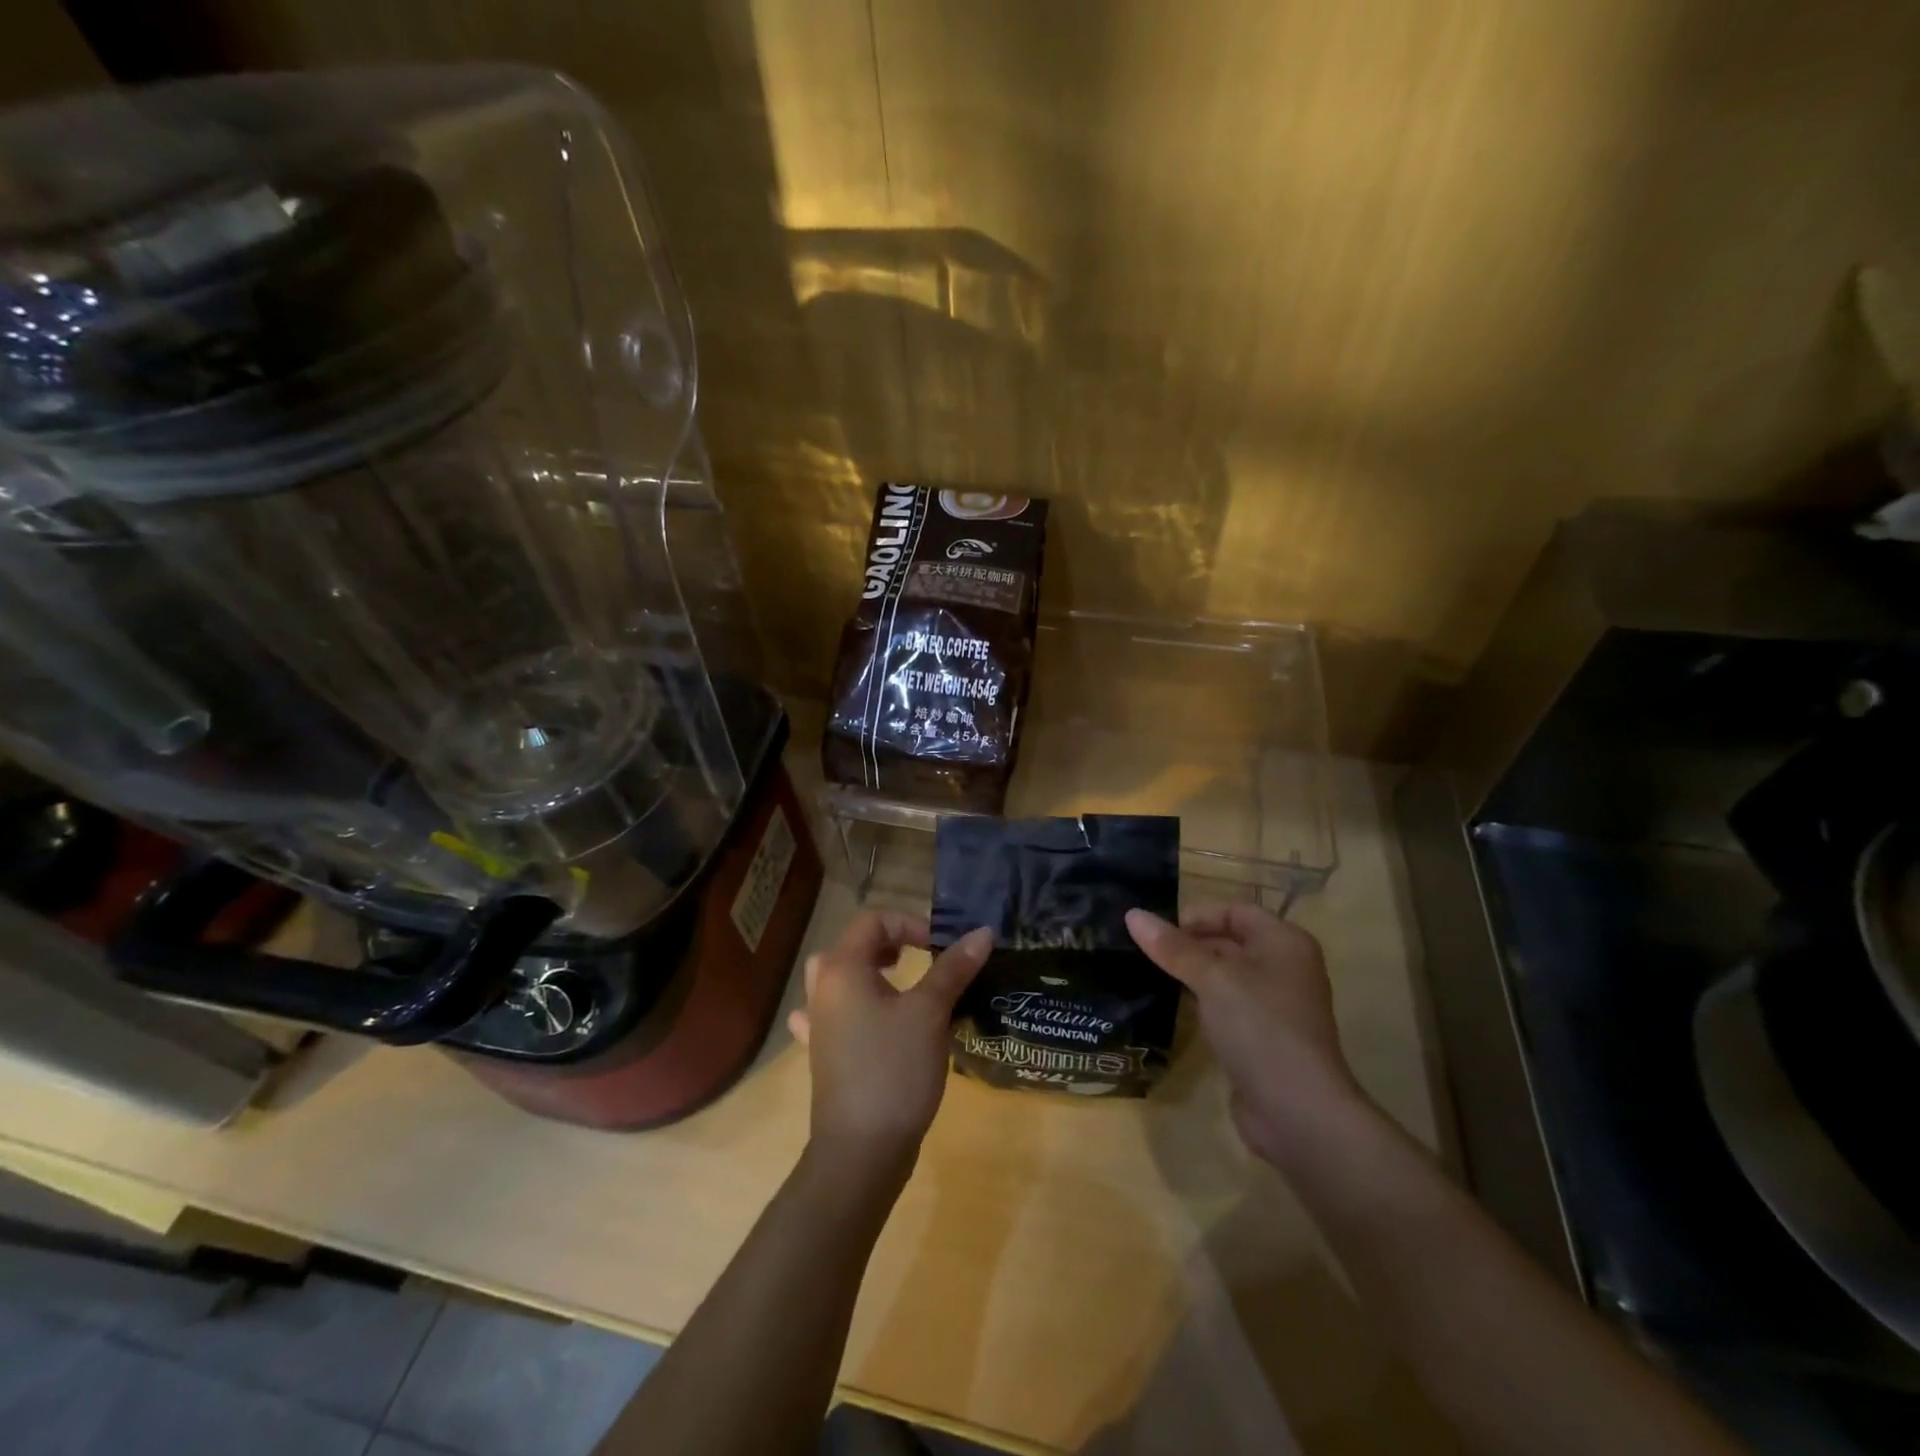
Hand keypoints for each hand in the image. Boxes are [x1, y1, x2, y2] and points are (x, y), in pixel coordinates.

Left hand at [788, 912, 992, 1180]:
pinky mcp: (822, 1054)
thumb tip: (983, 932)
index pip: (872, 921)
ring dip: (868, 973)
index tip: (940, 947)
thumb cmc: (894, 1068)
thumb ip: (954, 968)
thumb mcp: (930, 1012)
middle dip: (887, 944)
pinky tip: (864, 1021)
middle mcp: (822, 989)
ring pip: (837, 979)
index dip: (909, 924)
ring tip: (897, 985)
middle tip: (918, 959)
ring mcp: (817, 1023)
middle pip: (851, 946)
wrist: (861, 1149)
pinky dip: (851, 1008)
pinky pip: (832, 1016)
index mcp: (842, 968)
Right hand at [1126, 901, 1363, 1165]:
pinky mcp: (1264, 1037)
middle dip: (1189, 945)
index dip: (1196, 916)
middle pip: (1230, 941)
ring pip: (1226, 976)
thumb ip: (1173, 947)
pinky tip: (1175, 1009)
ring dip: (1192, 975)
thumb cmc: (1260, 1028)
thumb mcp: (1212, 979)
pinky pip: (1228, 1006)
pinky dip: (1203, 1003)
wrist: (1298, 1112)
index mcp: (1284, 942)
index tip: (1157, 933)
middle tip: (1144, 954)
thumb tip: (1132, 914)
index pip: (1234, 911)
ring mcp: (1276, 1005)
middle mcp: (1285, 967)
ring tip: (1151, 976)